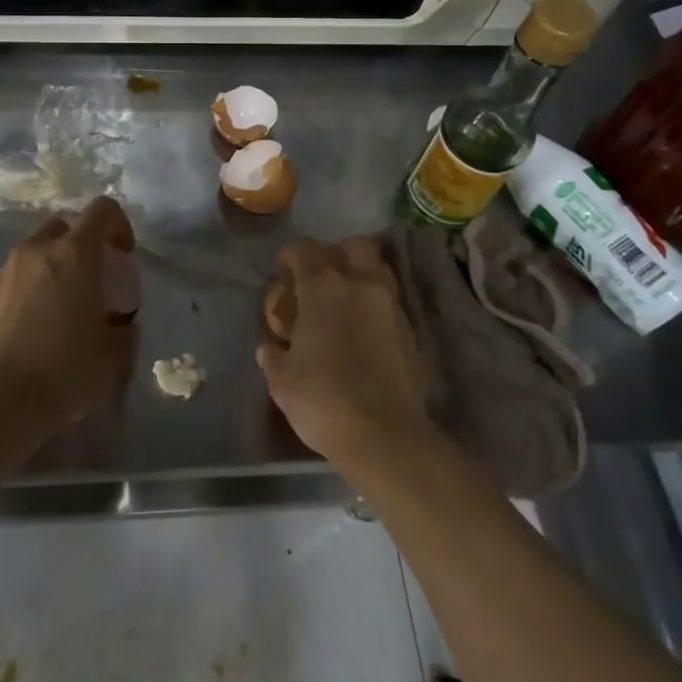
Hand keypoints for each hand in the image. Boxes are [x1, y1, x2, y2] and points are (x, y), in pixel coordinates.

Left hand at [0, 197, 139, 428]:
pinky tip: (26, 333)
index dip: (118, 224)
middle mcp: (35, 251)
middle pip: (62, 227)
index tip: (123, 254)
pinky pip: (8, 284)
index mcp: (74, 254)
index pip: (102, 210)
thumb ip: (124, 330)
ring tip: (55, 311)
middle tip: (89, 282)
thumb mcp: (114, 355)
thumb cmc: (66, 370)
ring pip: (31, 255)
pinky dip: (22, 296)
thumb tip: (121, 325)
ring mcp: (2, 273)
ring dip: (49, 270)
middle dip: (79, 246)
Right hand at [258, 237, 432, 469]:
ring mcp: (390, 306)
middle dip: (336, 255)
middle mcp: (360, 285)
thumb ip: (274, 357)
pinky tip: (363, 331)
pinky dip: (375, 306)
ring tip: (344, 303)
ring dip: (361, 275)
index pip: (304, 249)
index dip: (290, 258)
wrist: (386, 436)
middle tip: (321, 282)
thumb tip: (271, 349)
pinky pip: (390, 301)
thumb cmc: (323, 400)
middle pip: (353, 245)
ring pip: (378, 268)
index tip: (283, 277)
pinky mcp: (411, 331)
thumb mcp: (282, 381)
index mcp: (323, 288)